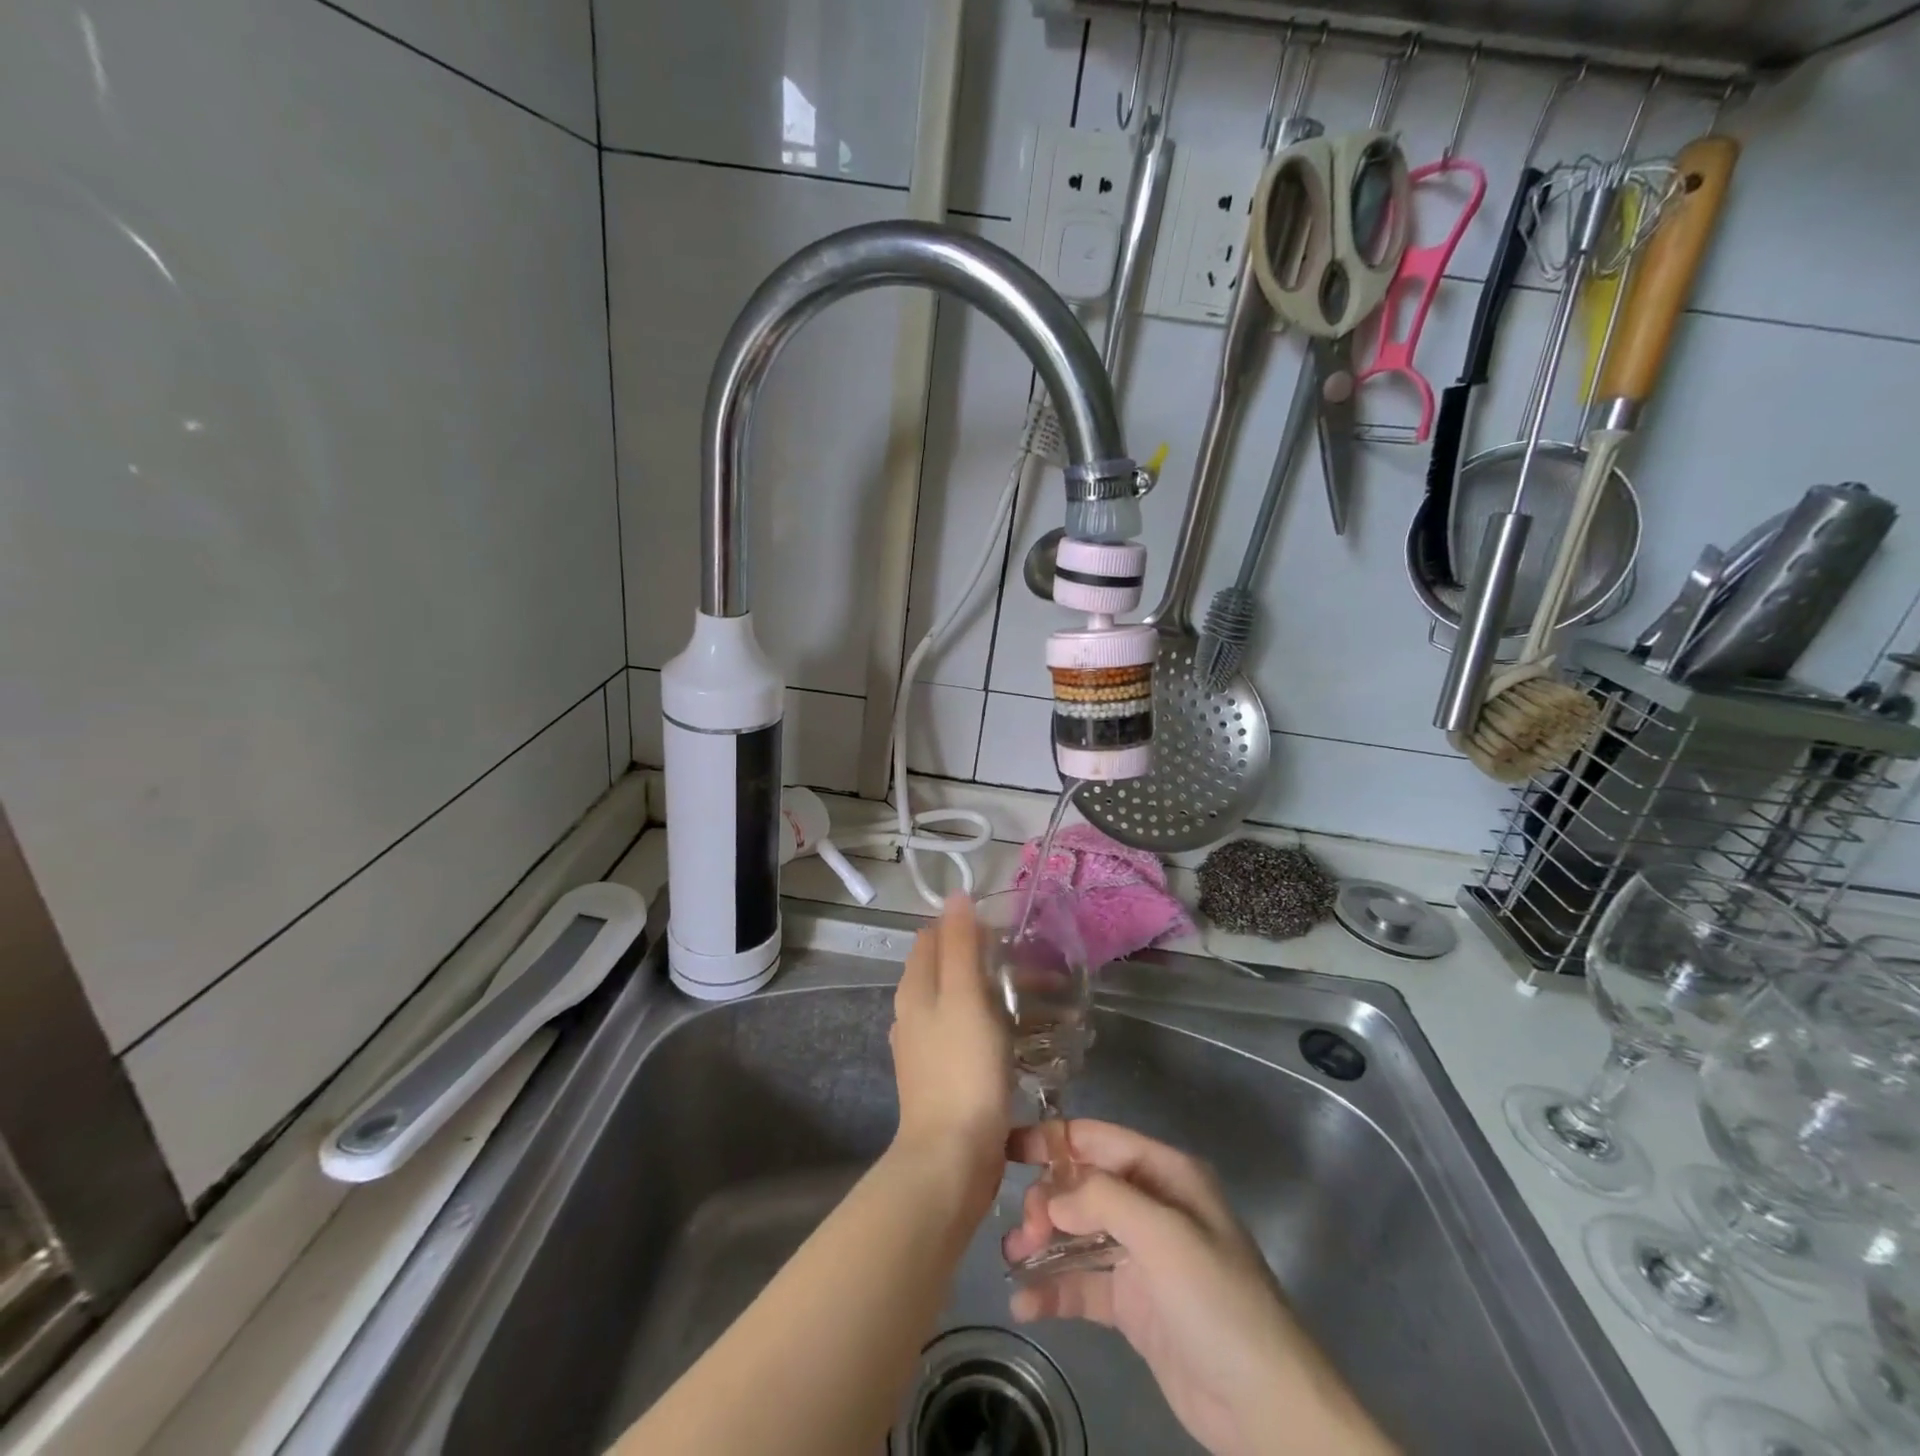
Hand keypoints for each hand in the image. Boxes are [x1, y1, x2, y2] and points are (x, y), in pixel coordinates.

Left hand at [889, 894, 1012, 1214]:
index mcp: (915, 988)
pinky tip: (1025, 1040)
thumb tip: (956, 896)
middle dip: (990, 961)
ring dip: (999, 996)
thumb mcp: (964, 997)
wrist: (951, 1158)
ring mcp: (927, 1047)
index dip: (969, 926)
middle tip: (1036, 968)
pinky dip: (997, 1028)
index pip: (935, 936)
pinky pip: (971, 1036)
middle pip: (950, 968)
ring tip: (1044, 1004)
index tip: (1010, 933)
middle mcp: (914, 1012)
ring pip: (964, 1003)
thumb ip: (960, 945)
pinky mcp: (945, 1076)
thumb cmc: (961, 1069)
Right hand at [1004, 1121, 1395, 1455]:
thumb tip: (1049, 1192)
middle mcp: (1150, 1206)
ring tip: (1011, 1260)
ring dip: (1042, 1243)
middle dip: (1047, 1201)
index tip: (1006, 1147)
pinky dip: (1053, 1289)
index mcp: (1164, 1174)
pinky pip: (1083, 1284)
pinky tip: (1025, 1303)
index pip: (1098, 1140)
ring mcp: (1141, 1257)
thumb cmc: (1218, 1302)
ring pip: (1077, 1234)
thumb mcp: (1164, 1236)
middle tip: (1023, 1231)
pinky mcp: (1133, 1304)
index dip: (1052, 1140)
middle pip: (1082, 1186)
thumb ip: (1102, 1200)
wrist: (1266, 1408)